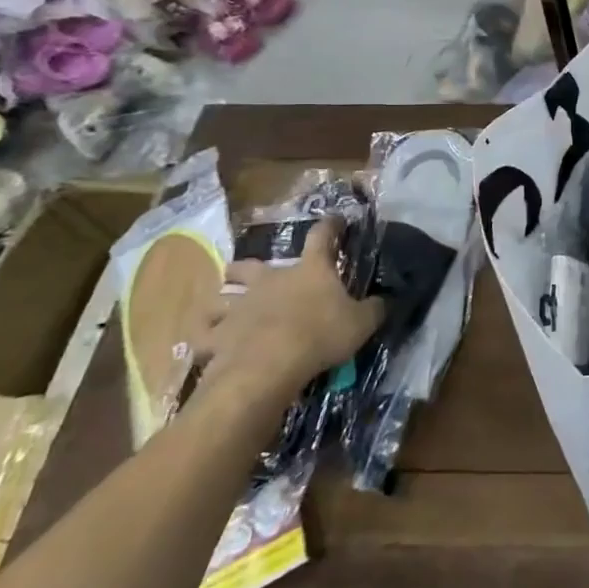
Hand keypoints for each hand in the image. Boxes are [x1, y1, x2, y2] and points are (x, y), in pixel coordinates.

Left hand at [197, 219, 383, 408]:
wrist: (269, 367)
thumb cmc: (320, 335)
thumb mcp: (362, 323)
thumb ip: (375, 309)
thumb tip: (386, 300)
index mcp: (309, 271)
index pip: (321, 237)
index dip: (330, 226)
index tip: (335, 220)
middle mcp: (269, 280)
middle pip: (249, 264)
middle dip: (247, 266)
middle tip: (248, 272)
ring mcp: (238, 306)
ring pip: (219, 295)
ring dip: (221, 299)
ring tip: (223, 306)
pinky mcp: (216, 336)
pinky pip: (202, 334)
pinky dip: (202, 335)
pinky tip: (205, 340)